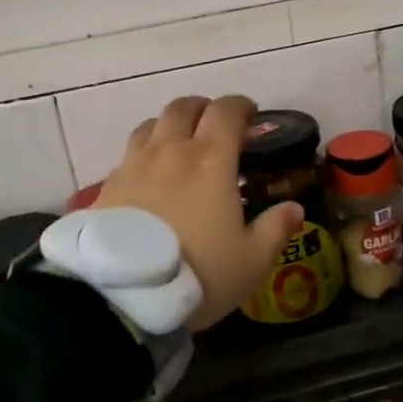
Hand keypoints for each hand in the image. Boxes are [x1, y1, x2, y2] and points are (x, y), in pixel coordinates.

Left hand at [95, 95, 302, 330]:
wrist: (125, 295)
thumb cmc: (199, 273)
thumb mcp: (251, 261)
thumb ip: (275, 229)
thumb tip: (294, 208)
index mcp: (211, 160)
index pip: (226, 111)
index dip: (240, 106)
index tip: (250, 115)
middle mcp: (171, 151)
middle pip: (183, 107)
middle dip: (203, 109)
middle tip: (215, 126)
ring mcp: (134, 165)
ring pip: (151, 125)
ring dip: (170, 126)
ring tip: (179, 145)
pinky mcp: (107, 185)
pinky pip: (129, 153)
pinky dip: (145, 153)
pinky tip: (150, 177)